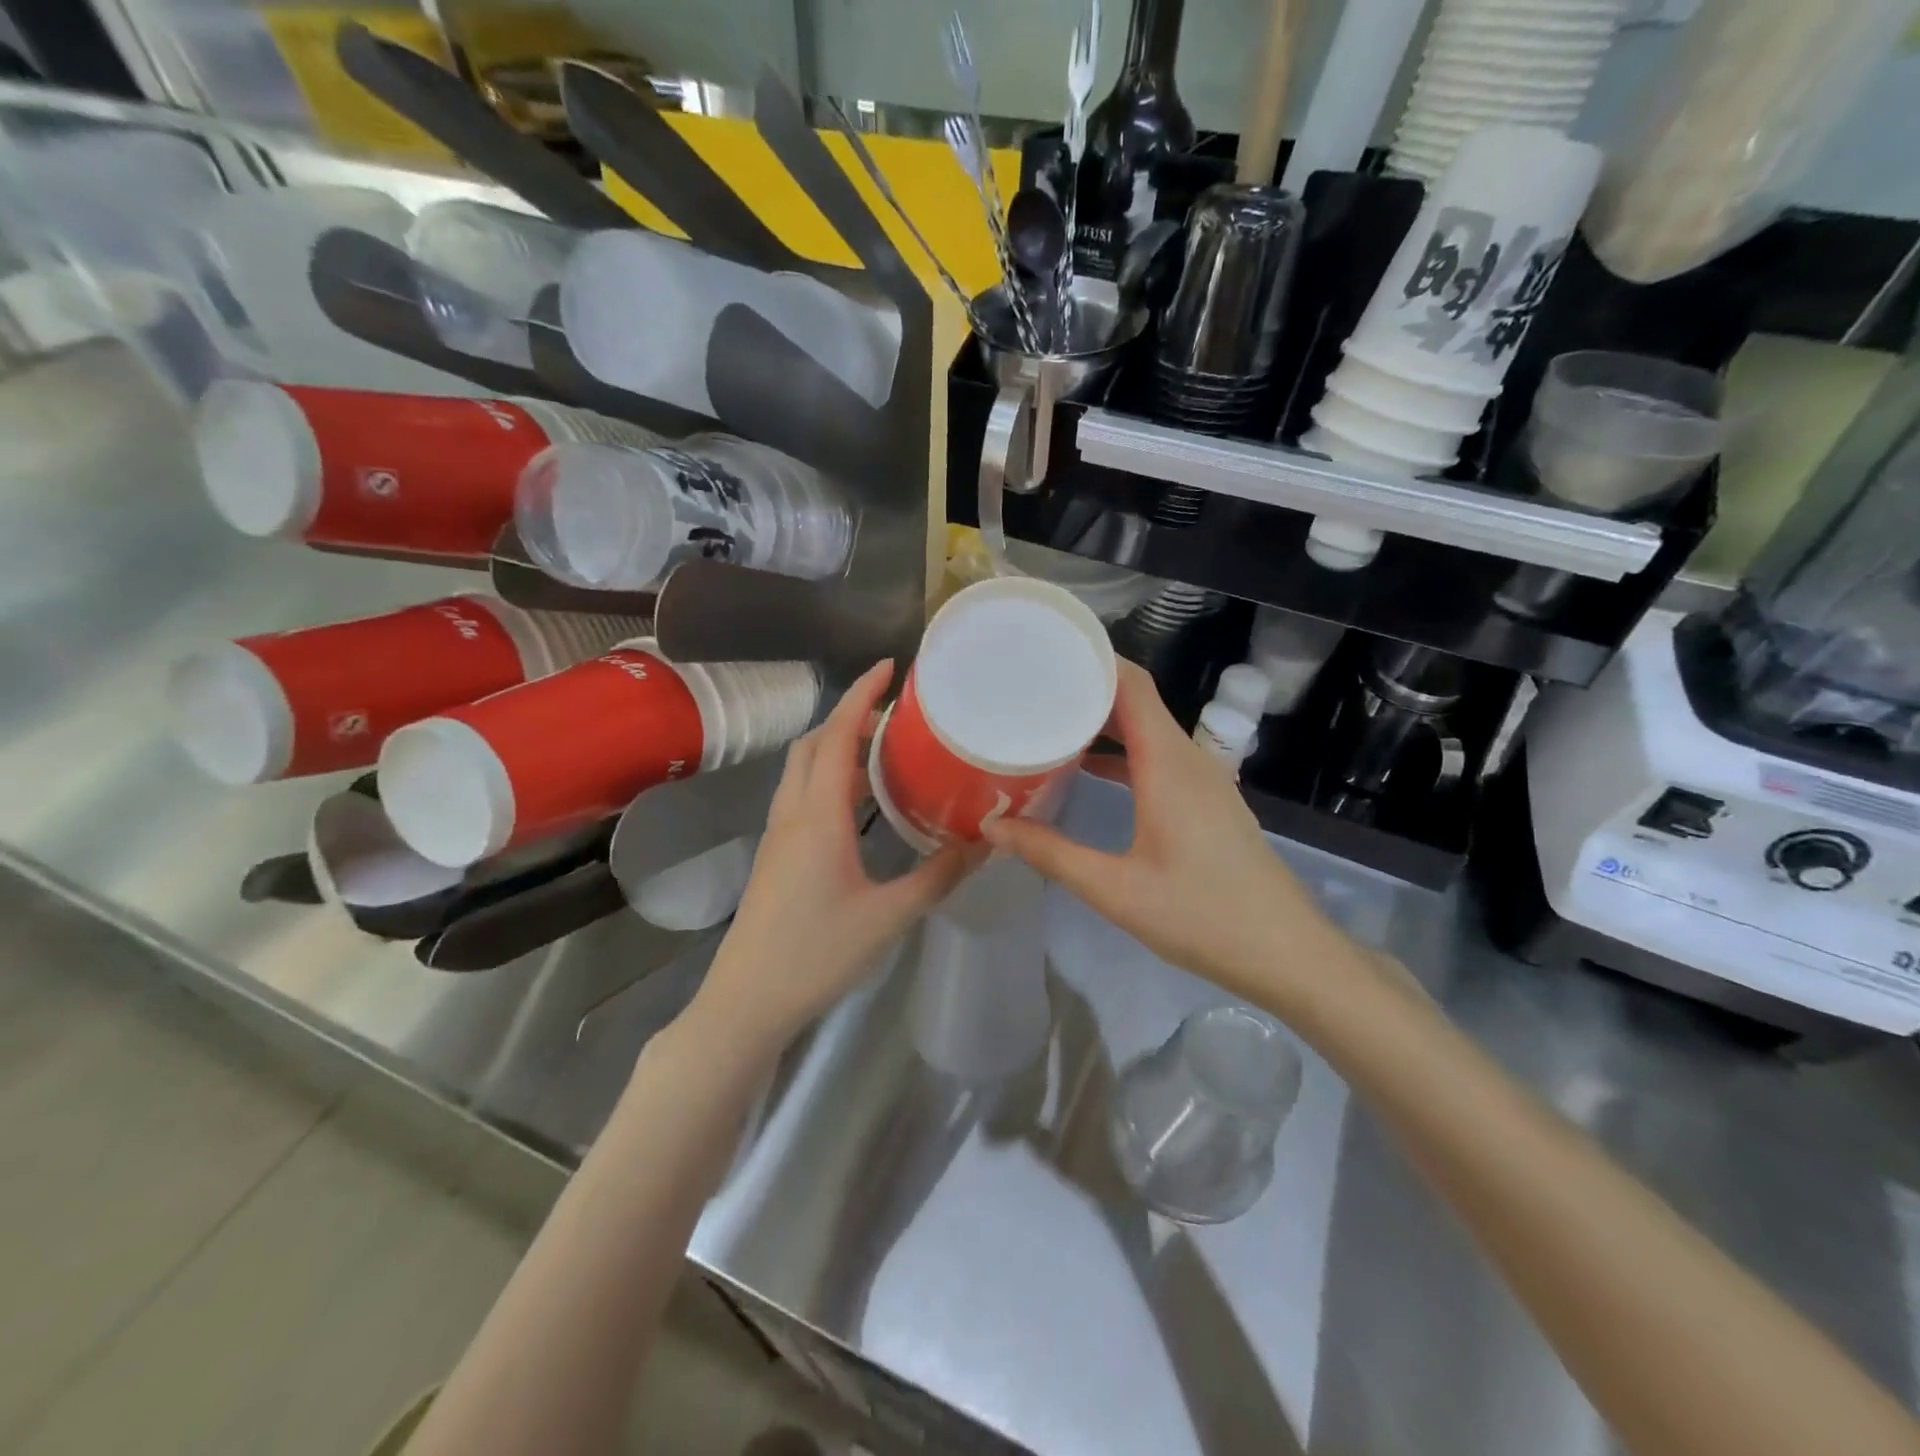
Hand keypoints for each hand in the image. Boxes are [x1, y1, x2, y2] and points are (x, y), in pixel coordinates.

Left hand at [689, 660, 984, 1055]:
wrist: (748, 1000)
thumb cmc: (817, 954)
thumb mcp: (889, 916)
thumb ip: (939, 876)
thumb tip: (984, 844)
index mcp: (819, 815)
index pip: (838, 735)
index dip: (862, 694)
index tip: (889, 667)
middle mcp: (793, 812)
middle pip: (815, 743)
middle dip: (850, 716)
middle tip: (895, 717)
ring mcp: (778, 833)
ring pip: (803, 768)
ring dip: (837, 747)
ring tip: (884, 752)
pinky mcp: (776, 853)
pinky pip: (801, 794)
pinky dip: (828, 777)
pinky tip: (858, 803)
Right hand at [984, 660, 1340, 1010]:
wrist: (1285, 952)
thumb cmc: (1201, 915)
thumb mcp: (1115, 889)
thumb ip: (1051, 853)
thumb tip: (993, 826)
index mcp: (1168, 763)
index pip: (1132, 684)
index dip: (1092, 659)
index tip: (1043, 652)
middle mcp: (1189, 758)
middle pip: (1137, 700)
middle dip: (1086, 688)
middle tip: (1030, 688)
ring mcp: (1204, 778)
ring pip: (1149, 728)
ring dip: (1104, 720)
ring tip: (1050, 721)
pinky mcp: (1208, 799)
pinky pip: (1160, 755)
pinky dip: (1124, 751)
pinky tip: (1090, 770)